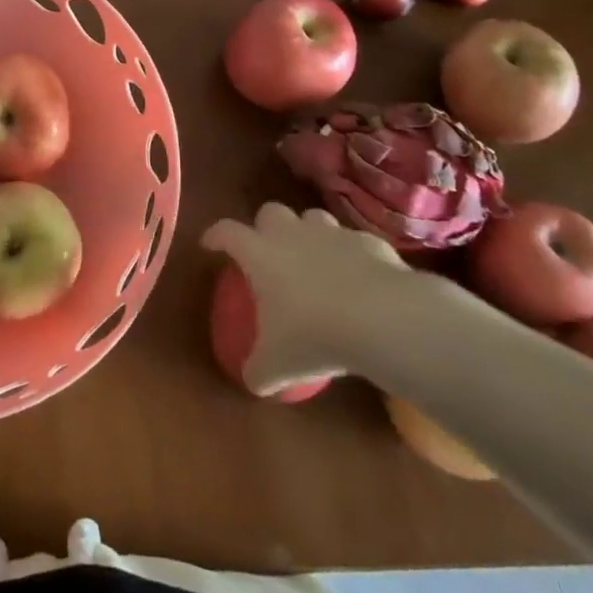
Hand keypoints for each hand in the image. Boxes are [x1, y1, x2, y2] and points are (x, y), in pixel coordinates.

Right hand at [200, 202, 427, 393]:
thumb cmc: (314, 335)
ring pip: (313, 218)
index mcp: (259, 253)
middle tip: (269, 253)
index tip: (210, 244)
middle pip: (270, 212)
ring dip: (309, 235)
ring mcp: (332, 234)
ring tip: (315, 262)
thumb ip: (259, 370)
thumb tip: (252, 381)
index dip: (215, 235)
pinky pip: (354, 243)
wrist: (382, 318)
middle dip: (266, 227)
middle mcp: (291, 234)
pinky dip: (352, 256)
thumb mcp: (277, 364)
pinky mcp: (368, 243)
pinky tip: (360, 280)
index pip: (227, 232)